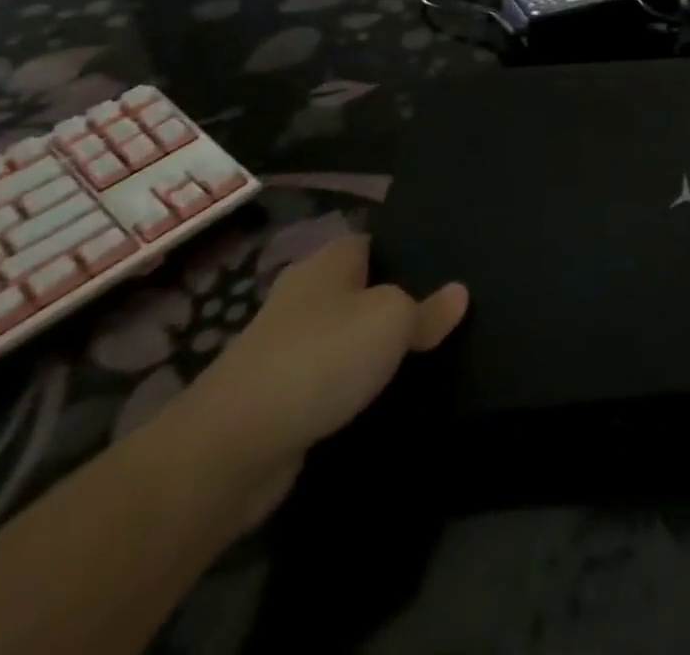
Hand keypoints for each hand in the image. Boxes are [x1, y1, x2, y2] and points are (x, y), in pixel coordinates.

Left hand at [164, 235, 467, 527]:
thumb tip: (459, 293)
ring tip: (422, 355)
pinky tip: (382, 398)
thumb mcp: (392, 321)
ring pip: (343, 337)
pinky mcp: (275, 398)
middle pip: (359, 288)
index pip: (372, 240)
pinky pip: (328, 380)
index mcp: (327, 263)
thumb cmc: (320, 358)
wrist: (231, 450)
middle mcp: (303, 297)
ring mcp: (283, 349)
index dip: (406, 250)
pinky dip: (350, 387)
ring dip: (371, 348)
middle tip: (443, 312)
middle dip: (393, 300)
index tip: (444, 266)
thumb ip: (428, 309)